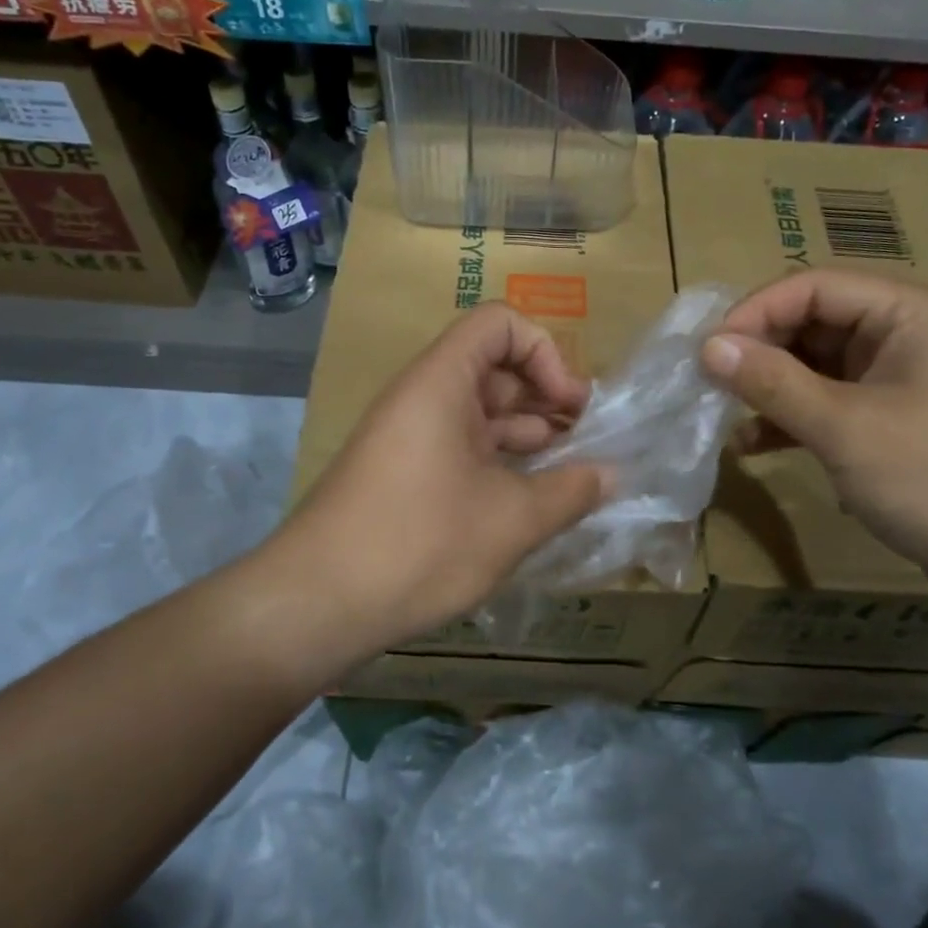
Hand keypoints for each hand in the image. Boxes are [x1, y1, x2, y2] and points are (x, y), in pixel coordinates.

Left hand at [275, 303, 610, 656]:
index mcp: (441, 381)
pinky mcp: (402, 475)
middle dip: (544, 399)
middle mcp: (422, 397)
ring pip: (478, 415)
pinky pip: (460, 450)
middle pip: (493, 370)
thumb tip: (611, 475)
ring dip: (525, 437)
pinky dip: (497, 465)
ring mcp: (409, 438)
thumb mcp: (511, 520)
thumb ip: (570, 491)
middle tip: (586, 443)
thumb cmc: (419, 544)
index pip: (499, 324)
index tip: (571, 405)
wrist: (316, 603)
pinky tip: (527, 504)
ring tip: (567, 477)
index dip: (544, 352)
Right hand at [699, 268, 927, 582]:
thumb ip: (773, 382)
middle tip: (708, 385)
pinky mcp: (894, 423)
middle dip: (759, 351)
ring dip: (770, 388)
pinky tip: (753, 445)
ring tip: (722, 416)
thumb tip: (708, 347)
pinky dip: (792, 419)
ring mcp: (900, 381)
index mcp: (905, 312)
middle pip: (812, 322)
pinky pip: (830, 404)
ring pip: (816, 366)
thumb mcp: (846, 428)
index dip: (754, 312)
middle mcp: (903, 335)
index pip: (812, 287)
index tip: (706, 353)